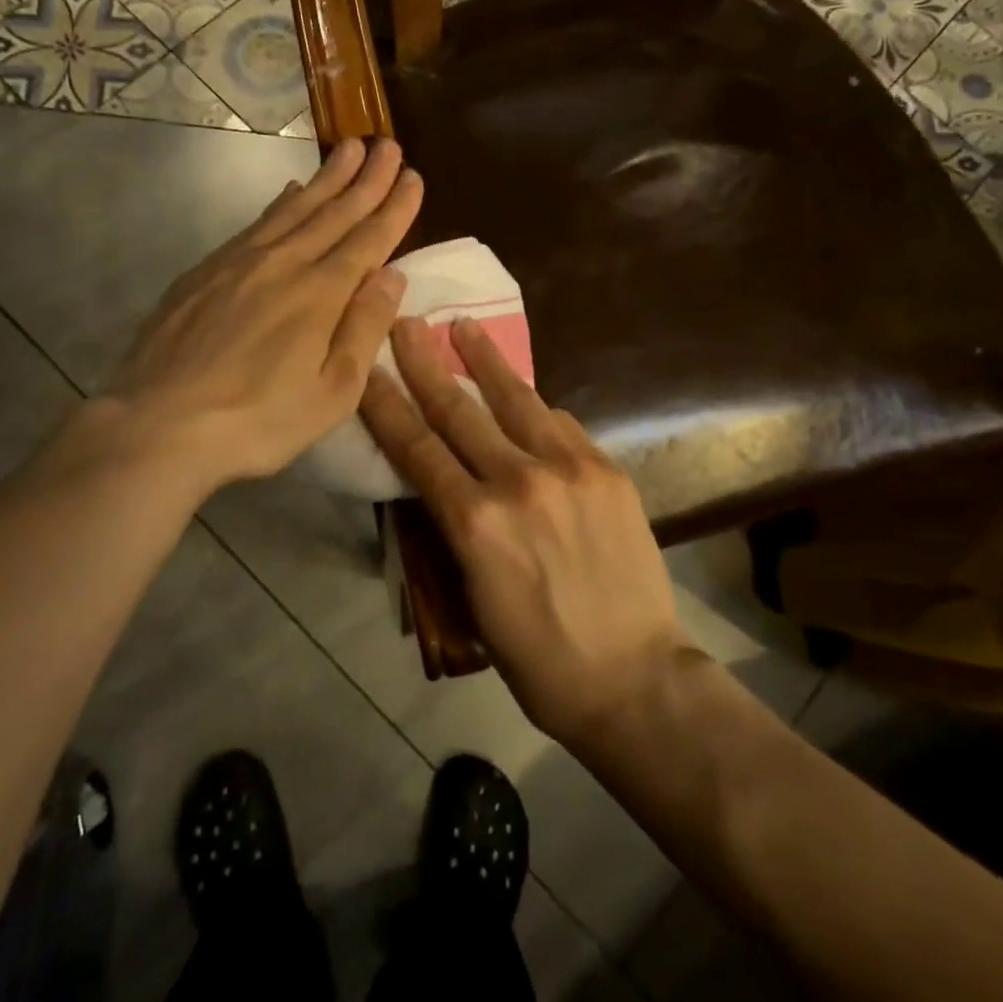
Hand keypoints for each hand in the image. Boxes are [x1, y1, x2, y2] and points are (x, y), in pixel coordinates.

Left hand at [104, 137, 422, 494]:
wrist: (159, 423)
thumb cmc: (258, 420)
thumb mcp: (332, 393)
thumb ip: (364, 329)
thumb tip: (392, 275)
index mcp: (320, 294)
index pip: (368, 240)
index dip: (394, 207)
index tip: (414, 177)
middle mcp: (284, 264)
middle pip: (334, 212)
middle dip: (366, 178)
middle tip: (389, 145)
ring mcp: (240, 262)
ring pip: (294, 208)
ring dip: (326, 178)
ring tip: (348, 148)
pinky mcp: (206, 270)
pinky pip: (256, 223)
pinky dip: (280, 202)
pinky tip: (289, 191)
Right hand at [360, 316, 696, 747]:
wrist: (634, 677)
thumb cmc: (537, 658)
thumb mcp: (472, 596)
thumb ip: (455, 528)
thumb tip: (445, 481)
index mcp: (475, 523)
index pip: (416, 447)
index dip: (386, 403)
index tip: (368, 366)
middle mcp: (518, 481)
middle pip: (459, 409)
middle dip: (426, 363)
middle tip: (407, 323)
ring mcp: (569, 469)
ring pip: (516, 399)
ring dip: (485, 360)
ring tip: (465, 326)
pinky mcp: (608, 470)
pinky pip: (562, 424)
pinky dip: (536, 407)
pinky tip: (525, 393)